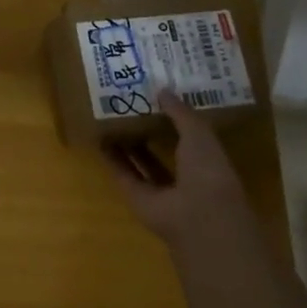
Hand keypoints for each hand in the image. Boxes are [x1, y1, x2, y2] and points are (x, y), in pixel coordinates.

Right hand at [105, 91, 253, 251]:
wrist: (198, 216)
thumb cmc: (207, 170)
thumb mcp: (199, 133)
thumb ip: (181, 112)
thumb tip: (162, 90)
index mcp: (206, 160)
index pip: (189, 135)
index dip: (175, 117)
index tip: (158, 96)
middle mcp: (184, 176)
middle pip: (162, 149)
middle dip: (149, 129)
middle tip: (131, 103)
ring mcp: (160, 190)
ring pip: (141, 161)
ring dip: (128, 143)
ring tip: (111, 117)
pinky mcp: (138, 198)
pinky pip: (123, 174)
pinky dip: (112, 158)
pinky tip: (100, 138)